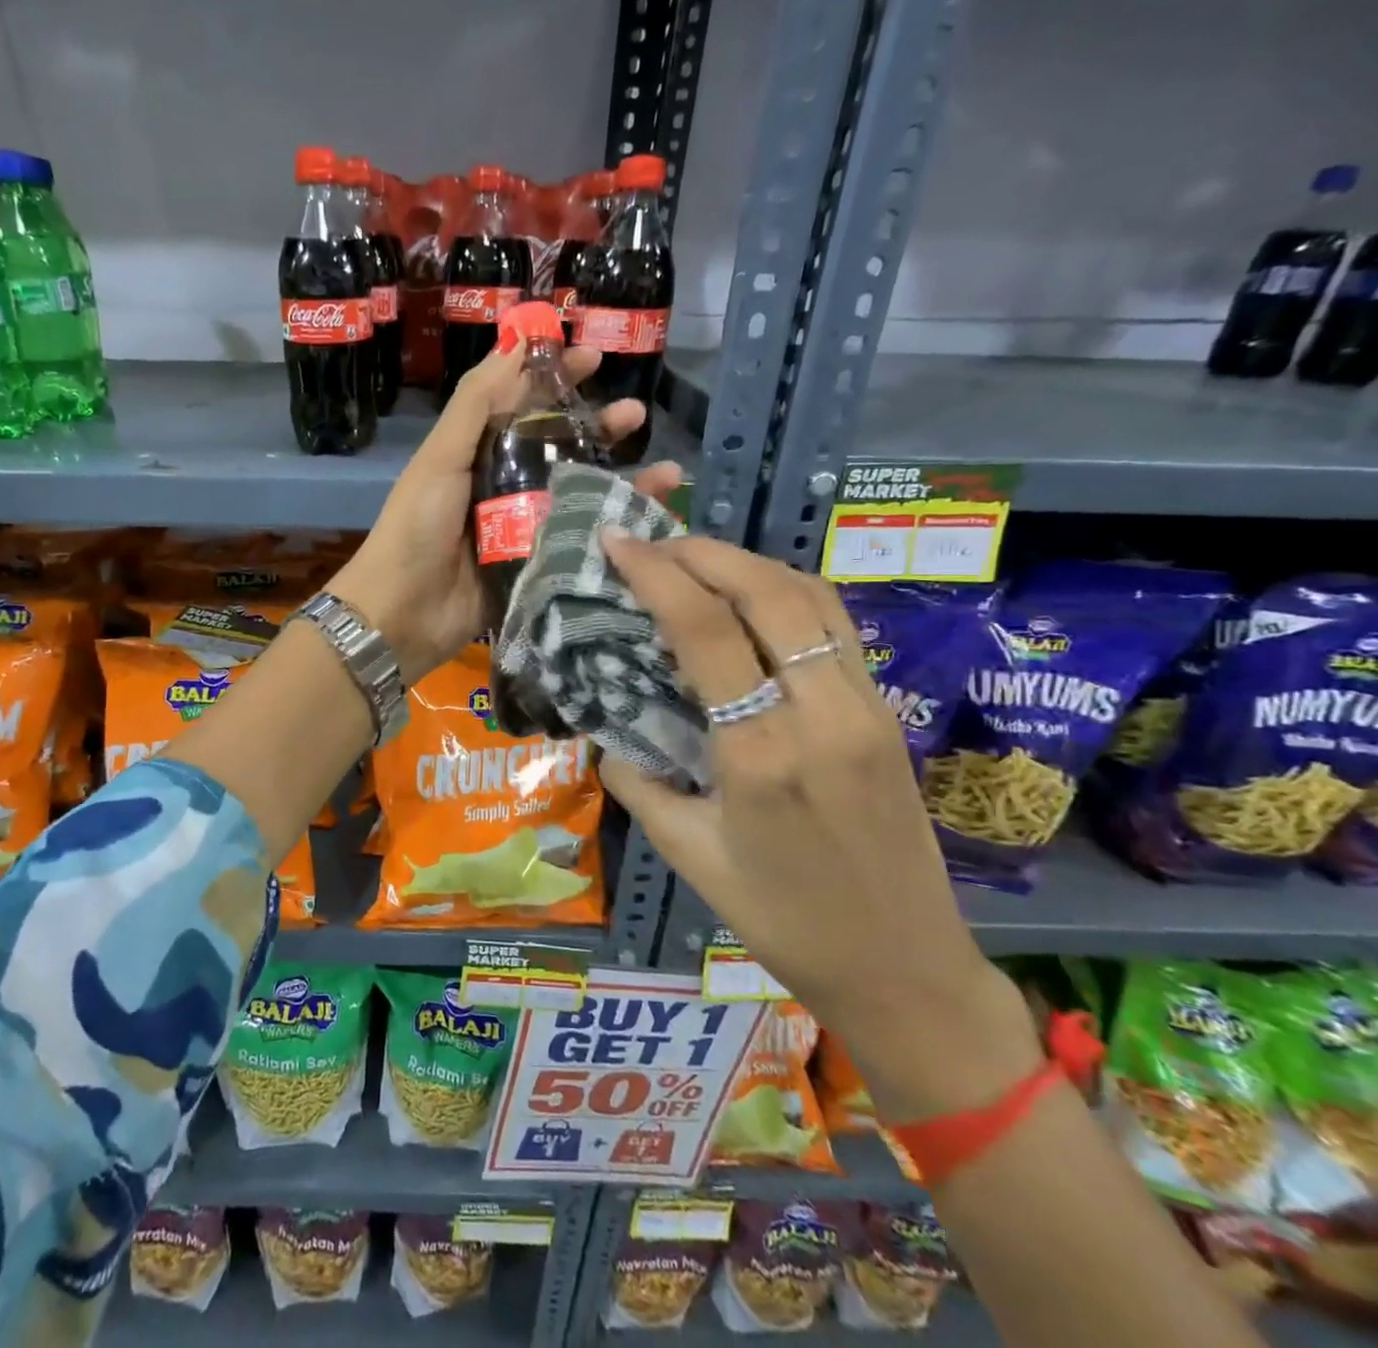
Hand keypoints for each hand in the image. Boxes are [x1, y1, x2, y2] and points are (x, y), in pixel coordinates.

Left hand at [328, 341, 682, 683]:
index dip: (556, 377)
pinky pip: (580, 539)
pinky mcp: (537, 565)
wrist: (403, 614)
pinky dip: (613, 526)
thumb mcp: (441, 458)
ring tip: (664, 471)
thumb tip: (516, 341)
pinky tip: (650, 517)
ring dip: (619, 476)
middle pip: (559, 447)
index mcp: (478, 453)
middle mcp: (504, 484)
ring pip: (578, 492)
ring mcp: (524, 527)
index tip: (594, 356)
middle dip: (598, 426)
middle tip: (636, 413)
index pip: (524, 404)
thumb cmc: (417, 528)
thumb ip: (476, 403)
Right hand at [596, 535, 1042, 1121]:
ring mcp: (866, 708)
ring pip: (811, 598)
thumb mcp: (687, 856)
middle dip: (702, 551)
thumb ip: (637, 782)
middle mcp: (821, 715)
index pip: (706, 631)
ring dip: (748, 563)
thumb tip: (608, 733)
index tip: (617, 542)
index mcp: (761, 755)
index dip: (656, 574)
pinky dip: (787, 591)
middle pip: (767, 592)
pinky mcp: (886, 713)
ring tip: (695, 559)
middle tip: (652, 542)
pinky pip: (835, 626)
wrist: (904, 969)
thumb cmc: (783, 922)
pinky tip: (752, 598)